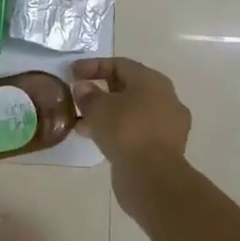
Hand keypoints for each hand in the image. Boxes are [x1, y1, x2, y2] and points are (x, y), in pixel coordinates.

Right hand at [72, 57, 191, 168]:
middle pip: (128, 87)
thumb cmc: (125, 130)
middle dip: (101, 91)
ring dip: (107, 114)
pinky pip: (136, 130)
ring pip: (131, 111)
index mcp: (152, 81)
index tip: (72, 73)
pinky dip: (117, 130)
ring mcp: (168, 124)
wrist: (153, 176)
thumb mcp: (98, 108)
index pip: (120, 64)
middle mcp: (165, 98)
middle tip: (79, 97)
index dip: (93, 66)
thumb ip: (87, 94)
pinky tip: (97, 138)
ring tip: (82, 123)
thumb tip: (83, 87)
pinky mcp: (164, 147)